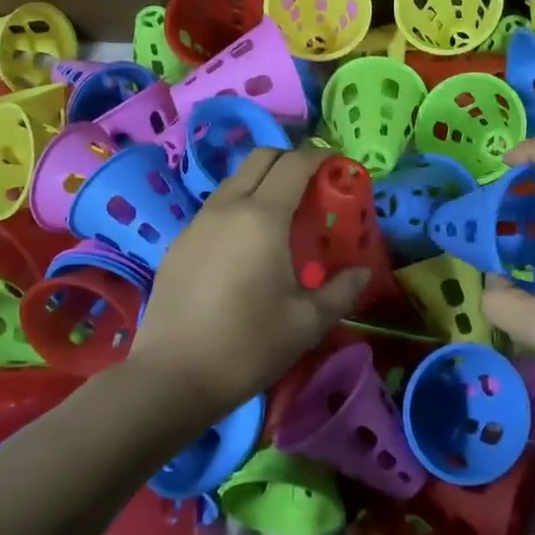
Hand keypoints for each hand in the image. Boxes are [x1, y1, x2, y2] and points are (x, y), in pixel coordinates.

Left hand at [130, 147, 366, 420]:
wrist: (172, 377)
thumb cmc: (248, 346)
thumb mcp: (307, 322)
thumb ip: (341, 291)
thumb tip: (362, 272)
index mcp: (263, 218)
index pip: (294, 164)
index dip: (319, 157)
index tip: (338, 166)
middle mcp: (227, 208)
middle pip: (260, 158)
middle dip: (290, 159)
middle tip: (312, 185)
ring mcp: (197, 223)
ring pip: (234, 181)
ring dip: (262, 182)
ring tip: (281, 215)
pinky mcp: (178, 243)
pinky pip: (215, 208)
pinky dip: (238, 207)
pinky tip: (246, 245)